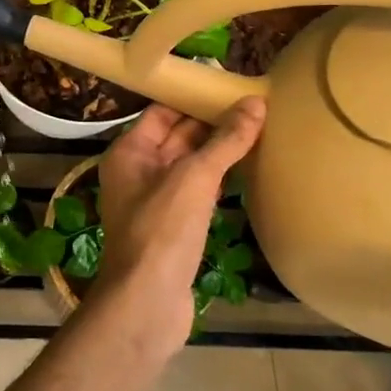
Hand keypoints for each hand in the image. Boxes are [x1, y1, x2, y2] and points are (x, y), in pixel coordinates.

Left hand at [91, 99, 265, 351]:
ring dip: (219, 151)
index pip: (162, 111)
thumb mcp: (195, 178)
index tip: (230, 87)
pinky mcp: (173, 227)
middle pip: (177, 136)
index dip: (193, 98)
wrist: (147, 303)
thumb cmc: (162, 231)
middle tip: (256, 107)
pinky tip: (248, 172)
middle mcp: (137, 171)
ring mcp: (155, 200)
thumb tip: (255, 104)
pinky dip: (219, 180)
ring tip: (260, 131)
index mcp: (130, 151)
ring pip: (190, 165)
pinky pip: (197, 192)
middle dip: (212, 123)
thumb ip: (225, 141)